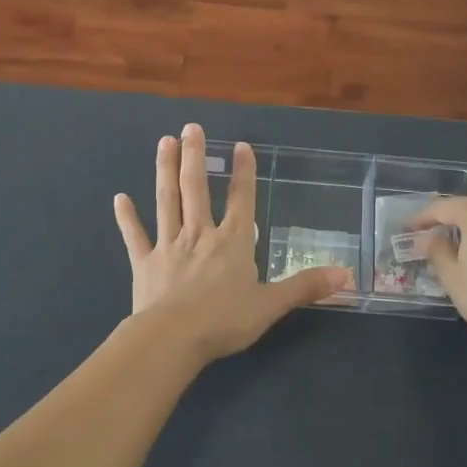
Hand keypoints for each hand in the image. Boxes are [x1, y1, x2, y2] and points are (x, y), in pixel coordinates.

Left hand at [114, 123, 350, 366]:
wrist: (172, 338)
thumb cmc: (225, 320)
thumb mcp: (272, 305)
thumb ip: (306, 287)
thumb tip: (347, 277)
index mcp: (232, 242)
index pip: (242, 200)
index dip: (244, 172)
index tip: (241, 145)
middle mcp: (200, 235)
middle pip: (197, 189)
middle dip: (195, 156)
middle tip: (191, 127)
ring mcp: (169, 246)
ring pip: (167, 201)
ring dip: (165, 170)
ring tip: (164, 143)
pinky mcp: (144, 263)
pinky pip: (135, 236)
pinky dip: (127, 217)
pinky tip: (119, 198)